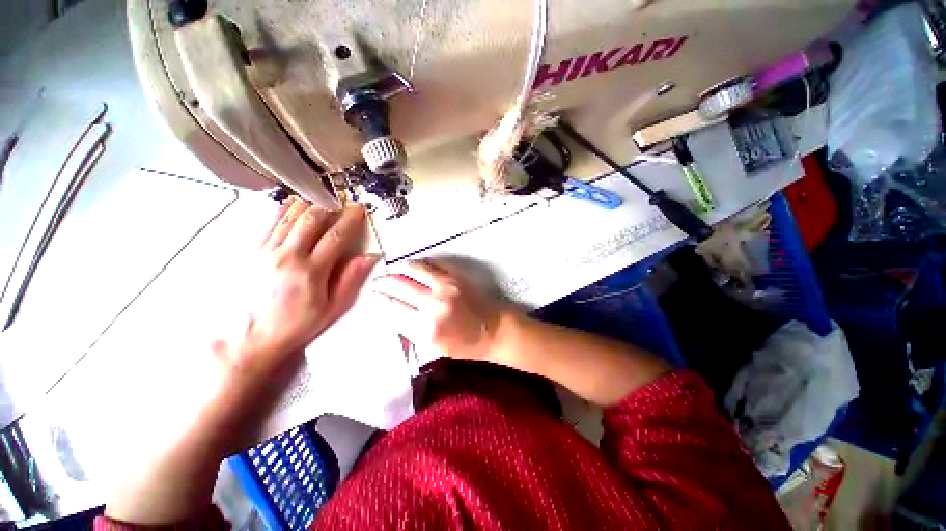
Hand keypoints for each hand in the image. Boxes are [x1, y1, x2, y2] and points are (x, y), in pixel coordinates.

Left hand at [105, 198, 378, 524]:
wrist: (248, 341)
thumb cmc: (296, 327)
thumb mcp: (332, 309)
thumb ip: (351, 280)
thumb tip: (368, 256)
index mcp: (311, 271)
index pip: (336, 236)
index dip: (350, 219)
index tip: (359, 209)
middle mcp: (288, 256)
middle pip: (311, 220)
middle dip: (329, 205)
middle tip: (341, 199)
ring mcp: (266, 252)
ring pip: (289, 217)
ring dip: (307, 203)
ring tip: (319, 195)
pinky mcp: (250, 253)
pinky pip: (268, 224)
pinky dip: (282, 210)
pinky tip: (291, 203)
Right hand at [373, 261, 511, 361]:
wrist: (494, 329)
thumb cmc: (466, 345)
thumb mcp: (435, 348)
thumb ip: (412, 332)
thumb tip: (393, 313)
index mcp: (426, 329)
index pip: (393, 309)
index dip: (381, 301)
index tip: (376, 296)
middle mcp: (433, 304)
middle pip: (399, 286)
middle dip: (383, 282)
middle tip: (377, 281)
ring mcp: (446, 286)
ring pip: (413, 269)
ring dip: (399, 268)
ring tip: (392, 270)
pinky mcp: (456, 276)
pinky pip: (432, 264)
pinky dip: (420, 263)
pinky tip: (414, 266)